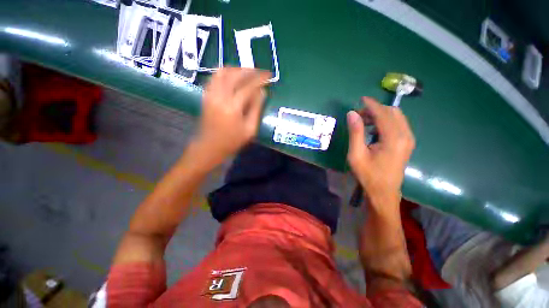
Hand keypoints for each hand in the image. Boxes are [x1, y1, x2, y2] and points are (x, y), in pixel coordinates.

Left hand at [196, 67, 270, 162]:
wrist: (209, 146)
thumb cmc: (232, 141)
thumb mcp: (250, 129)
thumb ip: (256, 109)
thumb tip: (263, 92)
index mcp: (233, 107)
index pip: (248, 86)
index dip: (260, 79)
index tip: (269, 75)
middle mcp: (220, 97)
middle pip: (235, 75)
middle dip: (249, 71)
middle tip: (260, 72)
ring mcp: (211, 94)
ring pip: (223, 72)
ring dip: (237, 69)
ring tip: (248, 72)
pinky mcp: (206, 95)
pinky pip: (214, 77)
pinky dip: (225, 73)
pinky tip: (233, 76)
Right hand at [347, 97, 414, 209]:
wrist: (383, 192)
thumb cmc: (368, 174)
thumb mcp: (356, 154)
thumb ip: (355, 132)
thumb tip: (352, 113)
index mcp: (394, 138)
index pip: (383, 113)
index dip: (371, 104)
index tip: (361, 99)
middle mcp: (405, 135)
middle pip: (392, 112)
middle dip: (375, 109)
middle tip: (358, 116)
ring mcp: (408, 140)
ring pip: (396, 117)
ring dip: (380, 115)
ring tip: (364, 123)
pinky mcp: (407, 143)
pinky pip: (398, 125)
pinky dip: (385, 122)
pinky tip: (374, 130)